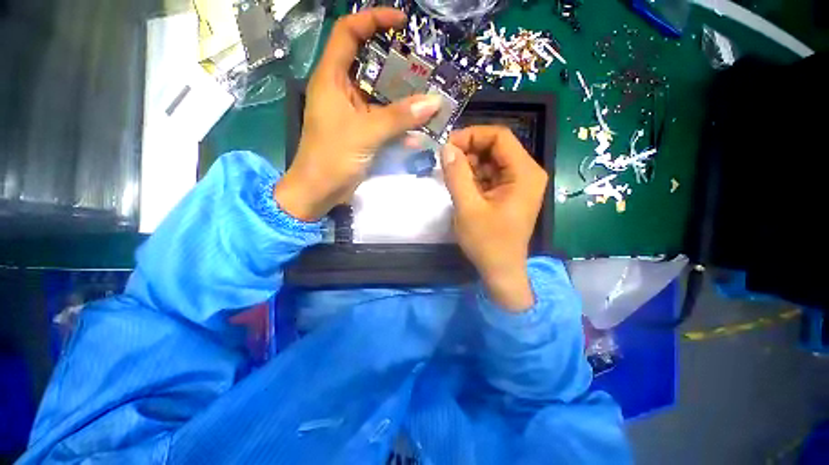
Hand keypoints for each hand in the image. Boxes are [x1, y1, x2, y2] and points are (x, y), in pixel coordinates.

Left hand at [275, 8, 442, 220]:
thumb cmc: (332, 157)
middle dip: (397, 64)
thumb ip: (399, 118)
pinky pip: (385, 123)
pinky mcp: (363, 133)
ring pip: (382, 97)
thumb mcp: (365, 133)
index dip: (372, 20)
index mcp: (332, 79)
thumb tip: (434, 102)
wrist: (320, 191)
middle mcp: (343, 91)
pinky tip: (419, 133)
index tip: (401, 22)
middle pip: (371, 65)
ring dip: (404, 100)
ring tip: (429, 98)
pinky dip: (401, 126)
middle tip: (424, 66)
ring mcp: (354, 114)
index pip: (349, 34)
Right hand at [440, 126, 547, 310]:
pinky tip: (461, 185)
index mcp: (524, 173)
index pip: (500, 137)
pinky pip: (491, 175)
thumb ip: (457, 175)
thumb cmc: (487, 242)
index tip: (448, 146)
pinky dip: (474, 176)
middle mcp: (527, 173)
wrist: (501, 270)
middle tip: (445, 160)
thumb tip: (446, 147)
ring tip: (451, 175)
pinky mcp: (510, 193)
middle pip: (496, 147)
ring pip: (492, 160)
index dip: (472, 135)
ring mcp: (519, 183)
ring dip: (470, 164)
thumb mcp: (468, 208)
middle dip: (469, 150)